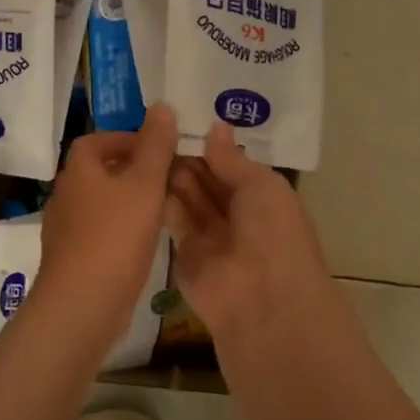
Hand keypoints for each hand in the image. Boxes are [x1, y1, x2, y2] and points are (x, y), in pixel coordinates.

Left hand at [37, 103, 179, 354]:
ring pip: (101, 204)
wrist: (82, 304)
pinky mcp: (73, 259)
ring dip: (129, 202)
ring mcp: (66, 230)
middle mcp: (66, 196)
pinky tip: (146, 243)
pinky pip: (100, 232)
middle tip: (168, 179)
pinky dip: (122, 230)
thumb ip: (155, 146)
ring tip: (165, 209)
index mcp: (78, 172)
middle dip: (132, 171)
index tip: (156, 149)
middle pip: (98, 172)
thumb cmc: (114, 237)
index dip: (125, 139)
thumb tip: (161, 105)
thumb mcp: (144, 185)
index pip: (96, 141)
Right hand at [165, 122, 336, 348]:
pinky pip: (173, 223)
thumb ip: (232, 159)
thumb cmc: (272, 234)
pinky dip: (162, 202)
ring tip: (151, 148)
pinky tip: (146, 177)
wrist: (261, 300)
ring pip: (188, 200)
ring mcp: (211, 238)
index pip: (232, 167)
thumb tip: (216, 127)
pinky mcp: (185, 255)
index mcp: (263, 199)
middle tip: (159, 130)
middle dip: (188, 158)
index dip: (211, 146)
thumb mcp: (261, 185)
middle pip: (207, 182)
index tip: (183, 119)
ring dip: (174, 176)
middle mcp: (237, 217)